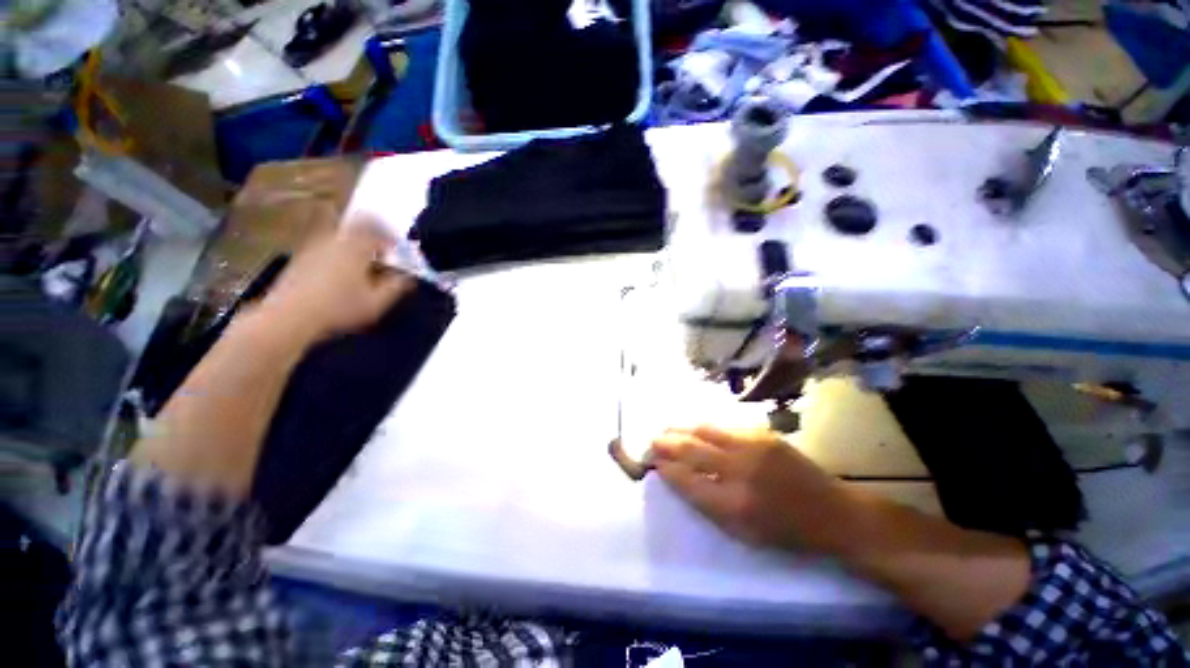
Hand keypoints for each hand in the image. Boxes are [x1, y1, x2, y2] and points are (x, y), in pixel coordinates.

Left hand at [255, 222, 413, 345]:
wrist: (289, 316)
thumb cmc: (339, 308)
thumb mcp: (377, 302)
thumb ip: (396, 287)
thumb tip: (408, 277)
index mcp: (356, 246)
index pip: (378, 229)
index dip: (391, 238)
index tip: (397, 250)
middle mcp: (335, 239)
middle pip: (357, 226)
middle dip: (372, 236)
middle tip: (381, 252)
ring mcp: (314, 246)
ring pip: (340, 235)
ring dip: (355, 245)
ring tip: (362, 265)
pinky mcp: (300, 257)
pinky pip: (326, 246)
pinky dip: (339, 253)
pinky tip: (340, 274)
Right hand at [652, 426, 856, 553]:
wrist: (832, 512)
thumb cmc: (784, 532)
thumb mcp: (742, 533)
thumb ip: (706, 505)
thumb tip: (677, 478)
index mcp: (733, 505)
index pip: (686, 481)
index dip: (667, 470)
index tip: (654, 464)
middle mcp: (739, 471)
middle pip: (691, 451)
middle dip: (666, 444)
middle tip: (653, 442)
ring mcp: (752, 447)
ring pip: (704, 431)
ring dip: (681, 429)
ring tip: (667, 429)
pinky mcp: (762, 434)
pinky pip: (723, 427)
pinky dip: (703, 427)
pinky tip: (694, 427)